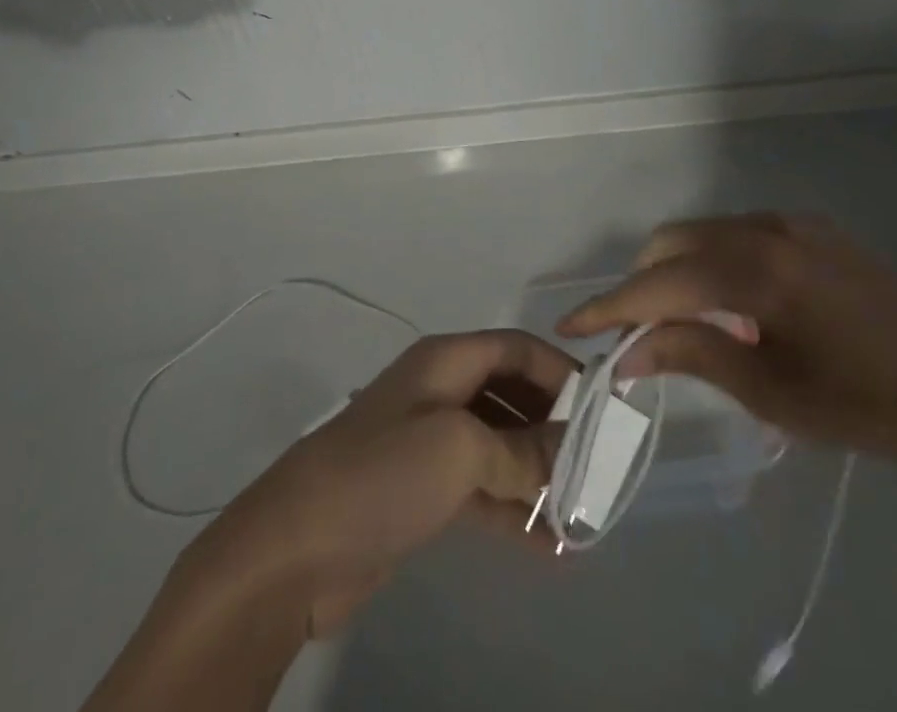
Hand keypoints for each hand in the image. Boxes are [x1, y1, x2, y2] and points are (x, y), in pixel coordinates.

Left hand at [193, 329, 573, 635]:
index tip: (601, 407)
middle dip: (553, 426)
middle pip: (511, 395)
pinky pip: (481, 489)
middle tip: (596, 467)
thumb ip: (521, 450)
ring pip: (499, 446)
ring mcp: (429, 443)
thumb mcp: (459, 450)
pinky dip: (513, 508)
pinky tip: (549, 545)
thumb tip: (570, 452)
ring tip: (582, 512)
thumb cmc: (382, 474)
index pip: (515, 348)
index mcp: (445, 361)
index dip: (559, 370)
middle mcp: (440, 392)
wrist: (295, 547)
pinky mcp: (421, 491)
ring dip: (538, 474)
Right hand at [558, 213, 896, 472]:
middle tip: (635, 335)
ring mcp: (791, 224)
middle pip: (673, 243)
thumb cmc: (868, 402)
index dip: (610, 307)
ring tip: (685, 325)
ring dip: (679, 271)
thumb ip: (692, 354)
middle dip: (642, 284)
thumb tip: (628, 349)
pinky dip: (716, 263)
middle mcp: (764, 229)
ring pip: (705, 234)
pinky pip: (740, 235)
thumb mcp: (773, 392)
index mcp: (753, 269)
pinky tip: (737, 309)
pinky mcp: (813, 231)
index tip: (569, 327)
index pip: (658, 283)